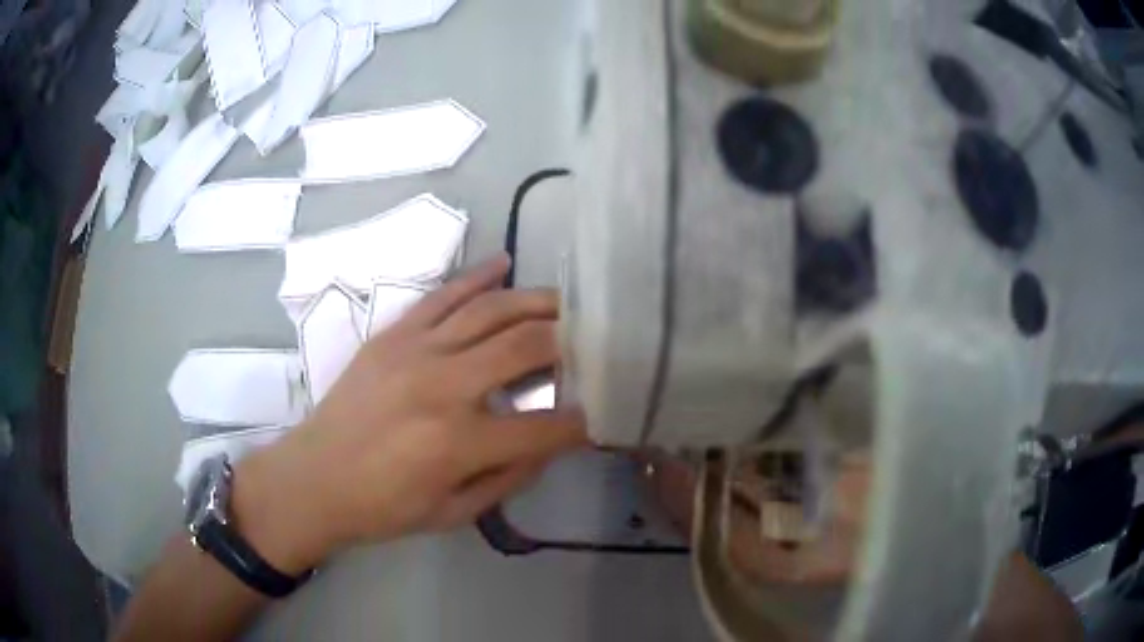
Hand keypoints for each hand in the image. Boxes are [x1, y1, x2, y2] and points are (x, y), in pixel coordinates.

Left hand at [232, 255, 587, 572]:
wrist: (314, 478)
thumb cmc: (383, 508)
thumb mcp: (454, 512)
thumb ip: (509, 476)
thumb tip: (549, 442)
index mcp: (460, 443)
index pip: (545, 426)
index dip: (581, 421)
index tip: (600, 413)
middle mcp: (443, 386)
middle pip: (525, 346)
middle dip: (570, 341)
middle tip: (593, 340)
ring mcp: (415, 351)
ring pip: (490, 309)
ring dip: (535, 301)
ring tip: (564, 302)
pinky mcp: (393, 334)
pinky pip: (443, 295)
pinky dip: (478, 276)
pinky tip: (505, 263)